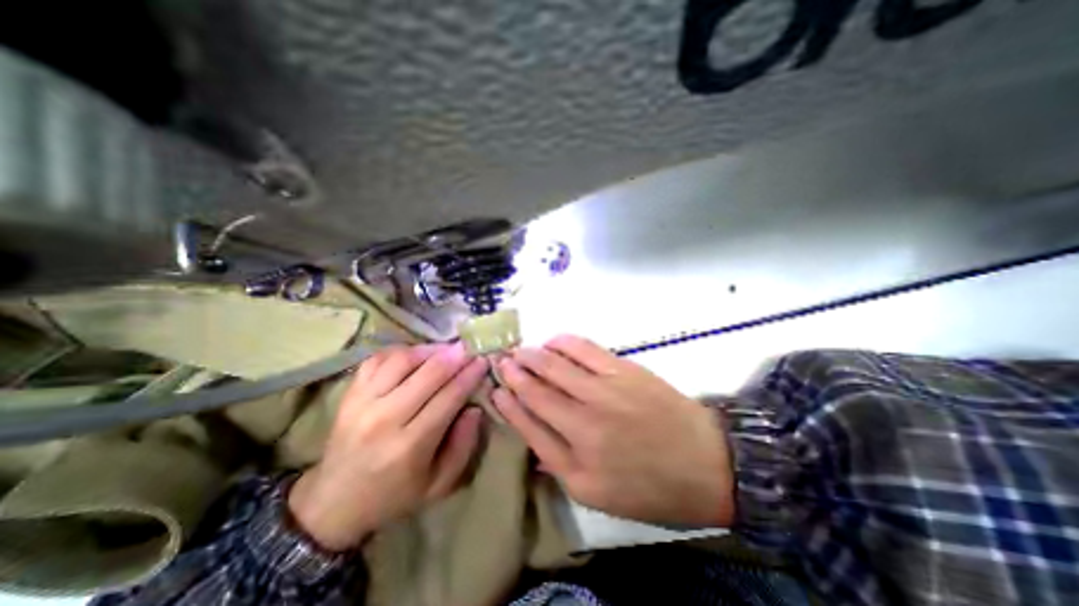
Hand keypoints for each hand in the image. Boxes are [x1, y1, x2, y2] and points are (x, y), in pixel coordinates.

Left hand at [288, 343, 485, 550]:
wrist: (334, 503)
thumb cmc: (394, 495)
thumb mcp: (439, 484)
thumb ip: (463, 446)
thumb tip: (474, 408)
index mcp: (410, 445)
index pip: (448, 397)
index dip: (469, 375)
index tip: (483, 360)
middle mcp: (384, 419)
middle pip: (428, 373)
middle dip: (455, 356)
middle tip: (470, 347)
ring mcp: (362, 403)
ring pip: (403, 360)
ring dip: (429, 350)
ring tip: (445, 349)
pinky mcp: (349, 394)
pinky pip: (377, 360)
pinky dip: (401, 351)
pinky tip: (416, 354)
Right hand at [495, 333, 732, 527]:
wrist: (706, 462)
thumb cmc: (651, 487)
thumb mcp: (598, 495)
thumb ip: (558, 466)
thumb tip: (531, 440)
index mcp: (576, 462)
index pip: (528, 425)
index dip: (507, 404)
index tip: (494, 390)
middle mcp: (584, 423)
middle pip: (537, 390)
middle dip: (514, 373)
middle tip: (501, 361)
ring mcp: (605, 391)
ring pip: (555, 365)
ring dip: (532, 355)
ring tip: (519, 350)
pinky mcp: (623, 370)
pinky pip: (584, 348)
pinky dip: (563, 342)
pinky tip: (552, 341)